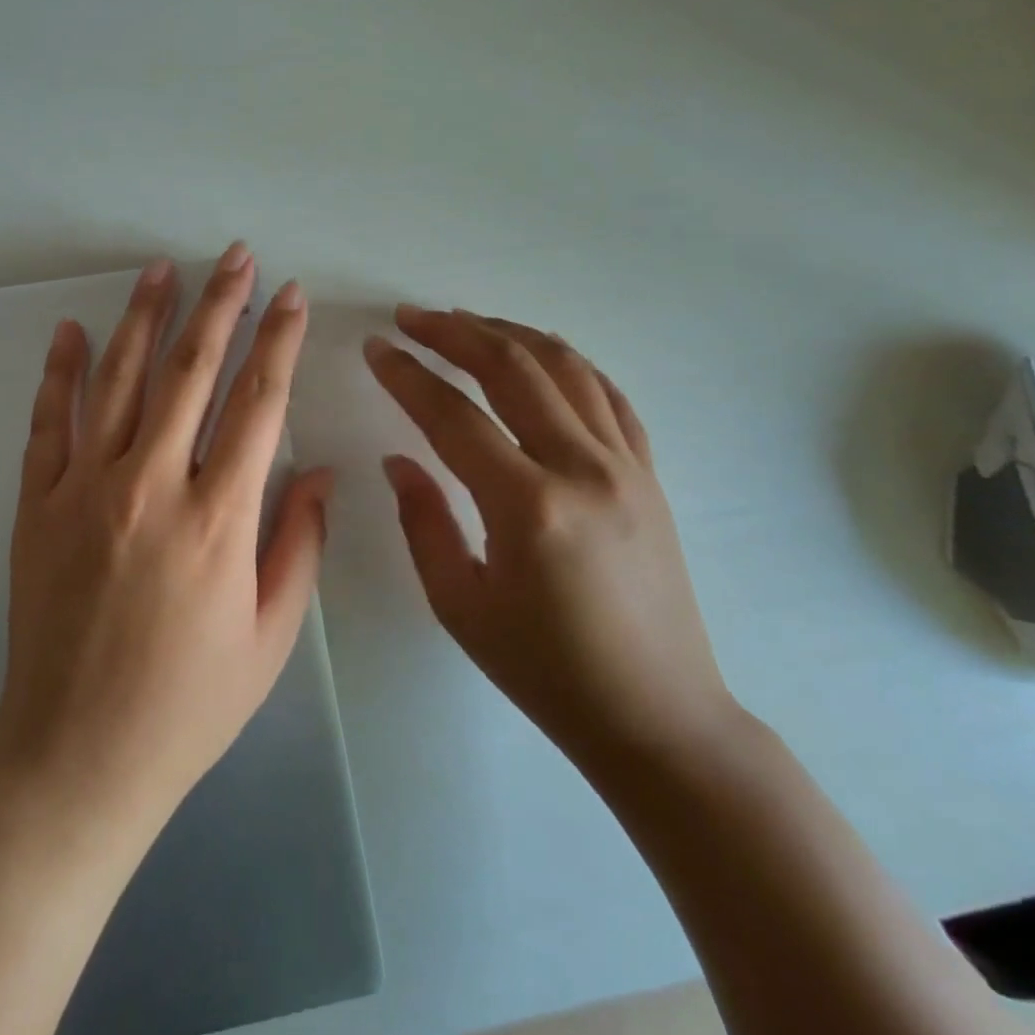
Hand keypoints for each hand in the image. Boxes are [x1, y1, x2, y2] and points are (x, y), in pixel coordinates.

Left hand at [0, 244, 333, 837]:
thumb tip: (319, 470)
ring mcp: (84, 488)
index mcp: (218, 519)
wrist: (77, 756)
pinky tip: (72, 329)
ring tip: (162, 269)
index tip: (291, 296)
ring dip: (143, 317)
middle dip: (219, 305)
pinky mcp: (38, 504)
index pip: (259, 403)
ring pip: (118, 380)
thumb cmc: (188, 703)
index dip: (279, 341)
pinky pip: (49, 422)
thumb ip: (298, 543)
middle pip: (190, 371)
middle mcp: (150, 486)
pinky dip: (60, 371)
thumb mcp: (270, 637)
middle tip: (235, 256)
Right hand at [364, 308, 736, 766]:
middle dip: (454, 332)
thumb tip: (398, 459)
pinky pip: (608, 394)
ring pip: (565, 367)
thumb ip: (422, 522)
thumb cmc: (546, 671)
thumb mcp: (460, 605)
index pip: (453, 415)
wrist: (659, 717)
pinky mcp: (650, 473)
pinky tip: (538, 353)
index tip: (375, 348)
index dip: (407, 376)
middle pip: (512, 369)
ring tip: (465, 321)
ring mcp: (626, 465)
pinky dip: (567, 361)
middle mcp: (582, 468)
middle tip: (411, 317)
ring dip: (509, 333)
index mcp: (527, 507)